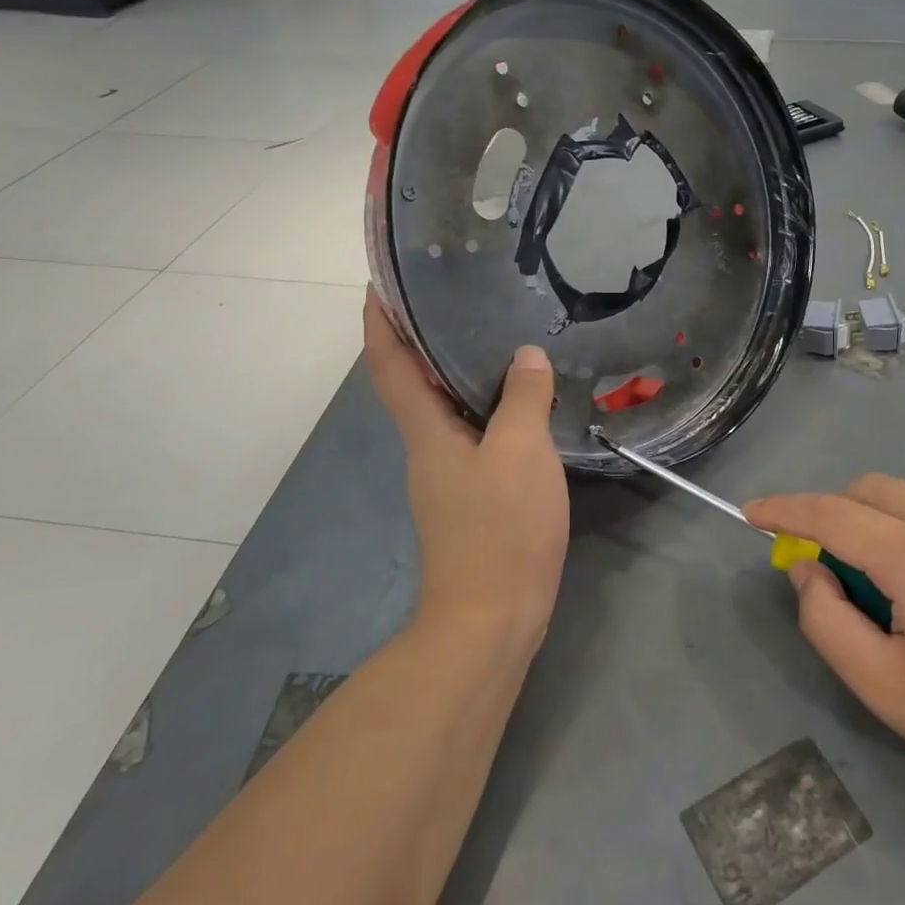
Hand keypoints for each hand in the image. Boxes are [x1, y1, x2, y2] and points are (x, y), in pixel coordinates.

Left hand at [363, 294, 569, 643]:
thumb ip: (524, 399)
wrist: (493, 618)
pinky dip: (485, 406)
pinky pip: (472, 434)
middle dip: (421, 340)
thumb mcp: (521, 452)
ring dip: (456, 372)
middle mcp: (428, 449)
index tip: (378, 286)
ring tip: (492, 337)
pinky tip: (518, 401)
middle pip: (414, 384)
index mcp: (426, 432)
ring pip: (445, 409)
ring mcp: (448, 476)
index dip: (380, 325)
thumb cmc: (500, 528)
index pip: (392, 367)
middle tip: (454, 298)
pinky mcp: (471, 496)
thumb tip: (526, 357)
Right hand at [745, 476, 904, 812]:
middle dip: (832, 516)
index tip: (750, 514)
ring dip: (873, 522)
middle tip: (829, 574)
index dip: (784, 510)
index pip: (832, 512)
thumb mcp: (888, 690)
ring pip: (903, 495)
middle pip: (866, 490)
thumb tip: (807, 568)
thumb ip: (826, 622)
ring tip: (887, 591)